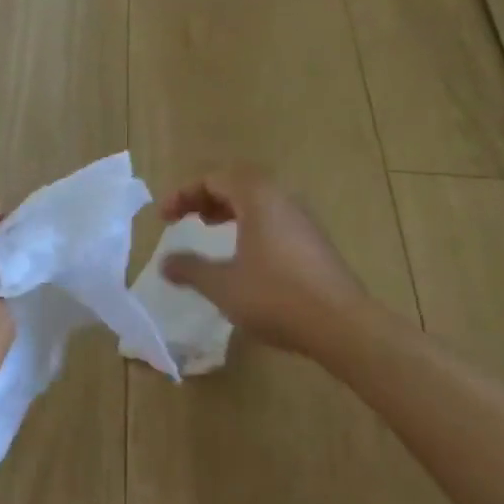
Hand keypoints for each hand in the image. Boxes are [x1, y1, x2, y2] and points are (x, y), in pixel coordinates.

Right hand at [158, 168, 371, 362]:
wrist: (340, 325)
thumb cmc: (274, 296)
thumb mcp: (222, 284)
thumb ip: (190, 269)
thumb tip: (166, 262)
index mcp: (258, 199)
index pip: (215, 179)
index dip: (184, 194)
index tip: (163, 218)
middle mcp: (283, 200)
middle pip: (239, 183)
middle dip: (207, 198)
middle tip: (185, 218)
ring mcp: (303, 221)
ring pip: (259, 201)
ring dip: (229, 210)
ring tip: (209, 230)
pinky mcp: (314, 243)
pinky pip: (274, 219)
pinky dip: (249, 225)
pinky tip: (241, 254)